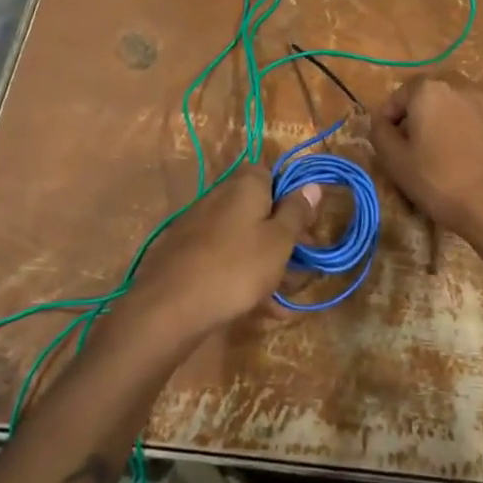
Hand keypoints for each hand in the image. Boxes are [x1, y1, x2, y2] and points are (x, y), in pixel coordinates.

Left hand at [122, 165, 319, 341]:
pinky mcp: (185, 253)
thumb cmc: (236, 268)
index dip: (291, 197)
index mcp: (245, 185)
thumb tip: (312, 184)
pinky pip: (224, 258)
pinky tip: (259, 307)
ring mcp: (198, 224)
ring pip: (243, 237)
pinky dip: (242, 276)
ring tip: (283, 296)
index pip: (272, 174)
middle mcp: (219, 196)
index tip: (306, 226)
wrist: (169, 308)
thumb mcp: (279, 241)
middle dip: (281, 236)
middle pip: (258, 208)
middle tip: (300, 267)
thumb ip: (297, 212)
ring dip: (265, 261)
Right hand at [368, 73, 482, 248]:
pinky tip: (470, 159)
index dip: (389, 118)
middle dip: (419, 114)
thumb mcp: (394, 160)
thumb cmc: (438, 180)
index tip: (388, 142)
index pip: (399, 95)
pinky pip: (481, 121)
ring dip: (446, 121)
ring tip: (443, 152)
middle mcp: (461, 86)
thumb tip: (381, 121)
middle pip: (431, 95)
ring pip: (458, 106)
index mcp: (430, 89)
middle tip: (414, 144)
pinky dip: (471, 132)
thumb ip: (379, 132)